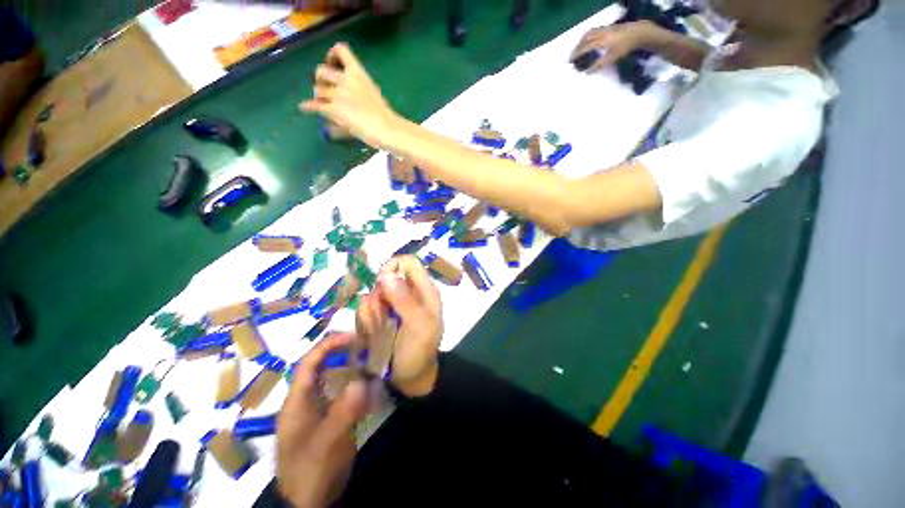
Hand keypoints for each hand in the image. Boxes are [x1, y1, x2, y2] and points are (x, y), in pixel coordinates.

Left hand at [277, 333, 367, 507]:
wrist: (308, 503)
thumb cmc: (309, 472)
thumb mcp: (325, 445)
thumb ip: (342, 414)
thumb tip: (361, 381)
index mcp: (298, 401)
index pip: (310, 363)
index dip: (329, 345)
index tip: (353, 336)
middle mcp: (307, 400)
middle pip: (323, 367)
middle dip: (343, 352)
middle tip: (367, 344)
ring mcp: (319, 410)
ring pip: (335, 379)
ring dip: (352, 367)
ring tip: (372, 359)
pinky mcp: (330, 419)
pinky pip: (344, 395)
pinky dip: (357, 386)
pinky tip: (371, 387)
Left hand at [299, 43, 401, 149]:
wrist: (387, 129)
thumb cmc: (385, 115)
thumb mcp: (372, 92)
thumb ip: (357, 86)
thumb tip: (342, 89)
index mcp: (358, 73)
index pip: (340, 50)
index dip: (331, 55)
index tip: (331, 63)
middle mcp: (346, 80)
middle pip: (321, 70)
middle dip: (320, 80)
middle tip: (324, 89)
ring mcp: (340, 95)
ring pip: (318, 90)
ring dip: (318, 97)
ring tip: (322, 104)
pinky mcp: (335, 110)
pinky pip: (315, 105)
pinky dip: (308, 107)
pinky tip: (304, 107)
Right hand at [356, 256, 441, 397]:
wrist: (410, 378)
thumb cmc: (419, 351)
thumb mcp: (418, 326)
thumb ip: (404, 300)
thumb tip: (386, 274)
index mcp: (424, 290)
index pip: (408, 262)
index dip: (392, 267)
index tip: (382, 286)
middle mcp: (408, 293)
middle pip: (384, 278)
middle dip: (379, 298)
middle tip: (383, 318)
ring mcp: (393, 305)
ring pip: (372, 295)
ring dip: (372, 314)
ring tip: (380, 332)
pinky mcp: (380, 316)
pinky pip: (364, 310)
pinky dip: (366, 322)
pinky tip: (373, 336)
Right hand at [570, 21, 655, 71]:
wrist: (638, 32)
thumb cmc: (625, 46)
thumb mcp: (613, 57)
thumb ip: (599, 64)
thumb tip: (587, 71)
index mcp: (600, 41)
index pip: (585, 48)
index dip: (576, 54)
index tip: (570, 61)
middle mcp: (600, 33)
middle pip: (585, 39)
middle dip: (577, 47)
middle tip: (572, 55)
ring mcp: (604, 29)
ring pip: (589, 34)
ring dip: (581, 41)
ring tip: (578, 48)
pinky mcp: (608, 27)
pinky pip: (594, 31)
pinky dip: (588, 36)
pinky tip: (588, 40)